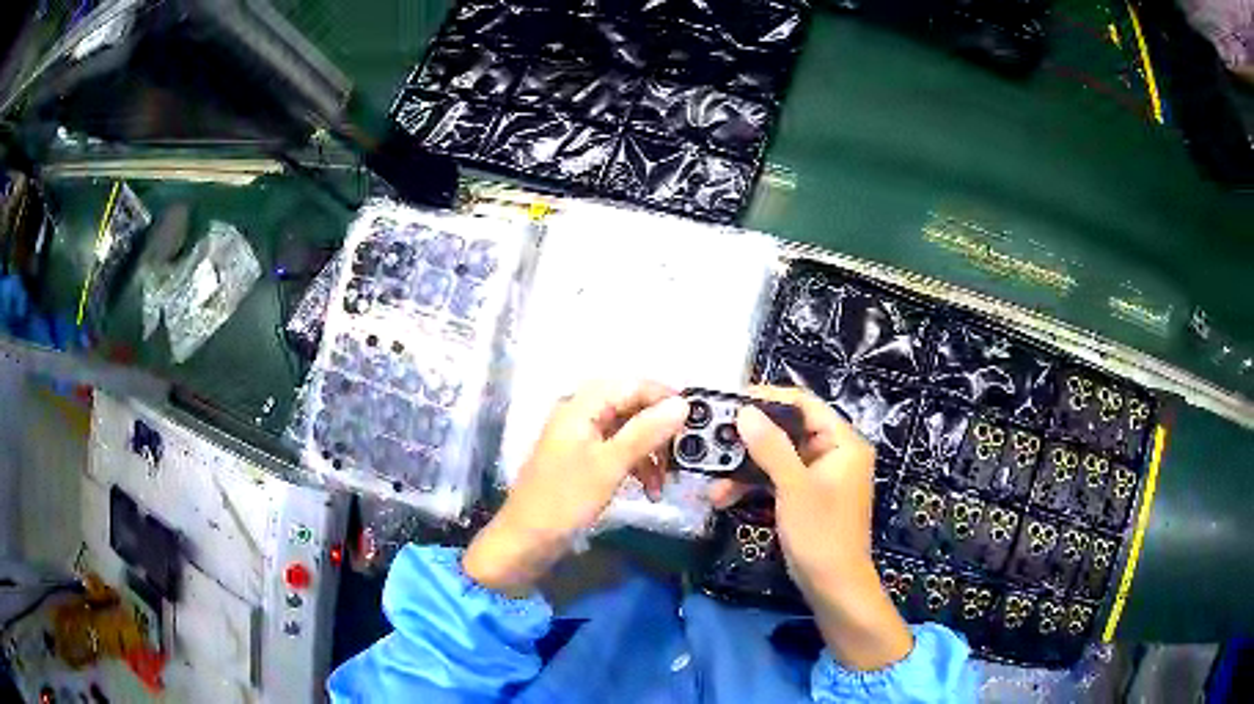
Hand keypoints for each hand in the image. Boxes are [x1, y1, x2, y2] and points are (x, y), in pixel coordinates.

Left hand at [463, 380, 688, 596]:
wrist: (526, 541)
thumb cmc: (564, 500)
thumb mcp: (610, 465)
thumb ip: (646, 432)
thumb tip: (682, 404)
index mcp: (581, 406)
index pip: (631, 384)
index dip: (664, 397)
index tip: (695, 420)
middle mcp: (580, 415)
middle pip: (631, 407)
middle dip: (659, 429)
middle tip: (683, 454)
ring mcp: (581, 439)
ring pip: (628, 431)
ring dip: (651, 453)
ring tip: (666, 482)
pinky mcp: (583, 462)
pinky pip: (618, 452)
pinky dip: (637, 466)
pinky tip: (650, 490)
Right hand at [711, 386, 911, 670]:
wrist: (833, 587)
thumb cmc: (821, 534)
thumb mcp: (794, 488)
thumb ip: (771, 447)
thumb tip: (744, 411)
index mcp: (843, 443)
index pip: (805, 404)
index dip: (769, 398)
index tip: (731, 400)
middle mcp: (833, 453)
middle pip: (788, 430)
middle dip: (749, 439)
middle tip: (714, 437)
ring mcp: (818, 476)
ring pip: (777, 457)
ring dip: (745, 467)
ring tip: (712, 478)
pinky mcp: (805, 496)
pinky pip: (777, 479)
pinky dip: (753, 486)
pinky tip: (723, 497)